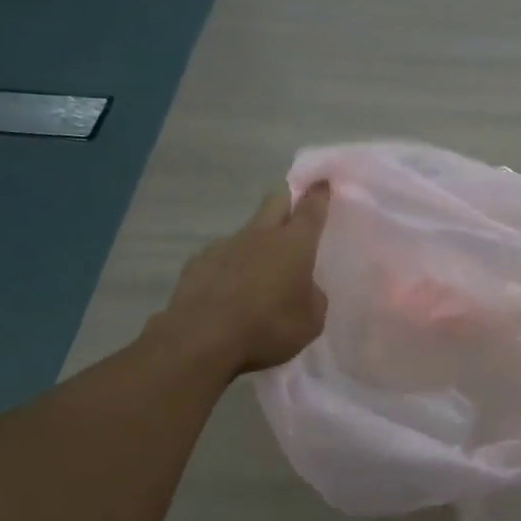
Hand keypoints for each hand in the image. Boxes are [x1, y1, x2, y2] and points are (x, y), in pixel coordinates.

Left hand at [156, 185, 329, 374]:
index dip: (319, 195)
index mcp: (294, 245)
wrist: (202, 338)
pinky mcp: (198, 262)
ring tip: (259, 274)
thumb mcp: (311, 321)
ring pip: (247, 232)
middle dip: (287, 201)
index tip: (322, 182)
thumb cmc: (268, 327)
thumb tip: (305, 288)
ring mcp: (225, 245)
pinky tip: (228, 292)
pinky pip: (221, 257)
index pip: (311, 210)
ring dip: (257, 243)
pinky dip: (230, 268)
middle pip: (275, 202)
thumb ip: (313, 297)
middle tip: (294, 213)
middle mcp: (260, 235)